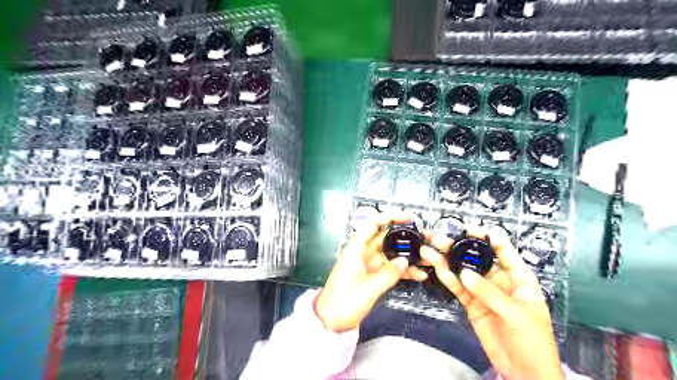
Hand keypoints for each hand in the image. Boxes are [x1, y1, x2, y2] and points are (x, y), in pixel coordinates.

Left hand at [316, 213, 427, 332]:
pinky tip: (415, 274)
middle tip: (422, 241)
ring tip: (424, 260)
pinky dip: (401, 270)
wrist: (331, 321)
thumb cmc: (343, 301)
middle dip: (404, 239)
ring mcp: (367, 264)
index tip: (407, 218)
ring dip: (406, 257)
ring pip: (389, 254)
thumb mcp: (369, 287)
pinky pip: (388, 268)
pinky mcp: (371, 275)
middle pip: (385, 239)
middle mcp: (362, 253)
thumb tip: (404, 261)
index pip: (373, 224)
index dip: (391, 217)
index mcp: (356, 248)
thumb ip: (389, 273)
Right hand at [422, 226, 563, 379]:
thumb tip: (466, 274)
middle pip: (477, 259)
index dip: (489, 238)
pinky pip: (458, 289)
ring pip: (463, 272)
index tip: (473, 230)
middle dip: (459, 248)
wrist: (525, 372)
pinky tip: (438, 269)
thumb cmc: (534, 343)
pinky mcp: (472, 304)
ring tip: (430, 251)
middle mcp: (500, 281)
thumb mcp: (516, 314)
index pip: (504, 252)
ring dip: (446, 262)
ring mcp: (484, 292)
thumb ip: (490, 293)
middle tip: (441, 239)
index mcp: (519, 278)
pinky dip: (448, 280)